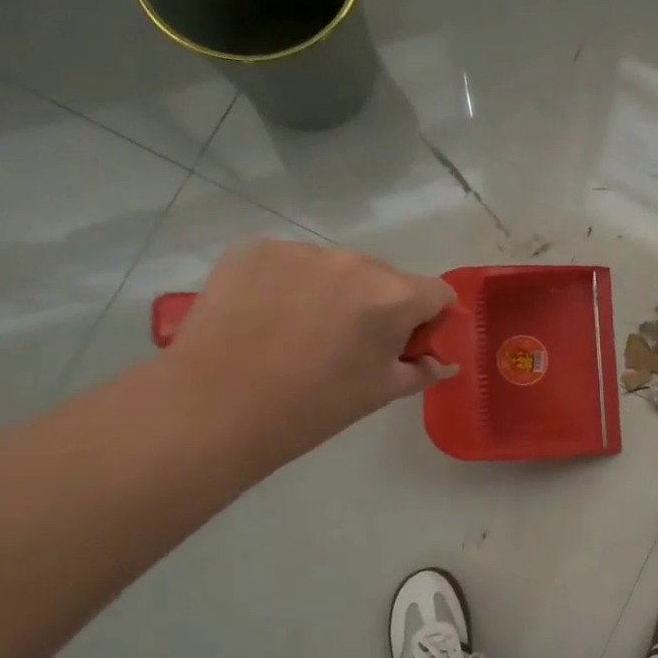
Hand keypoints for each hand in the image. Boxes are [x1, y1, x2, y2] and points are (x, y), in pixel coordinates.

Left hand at [157, 240, 456, 475]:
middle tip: (351, 345)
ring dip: (333, 292)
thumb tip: (443, 362)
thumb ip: (421, 370)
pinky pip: (289, 263)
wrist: (214, 408)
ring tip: (301, 332)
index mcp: (393, 296)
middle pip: (385, 278)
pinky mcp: (254, 249)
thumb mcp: (380, 393)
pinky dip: (288, 284)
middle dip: (379, 305)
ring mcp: (301, 251)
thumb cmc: (313, 407)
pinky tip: (267, 317)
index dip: (431, 319)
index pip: (437, 293)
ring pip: (335, 269)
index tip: (409, 344)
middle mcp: (353, 262)